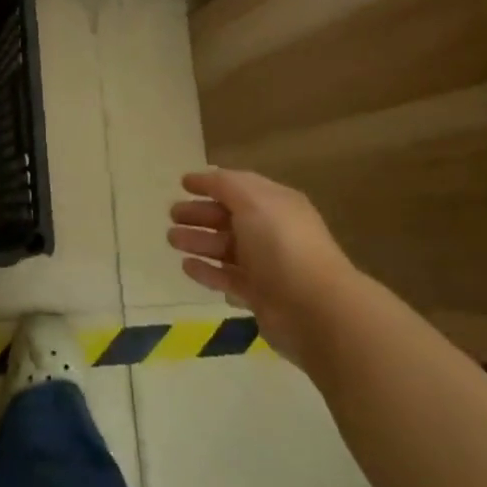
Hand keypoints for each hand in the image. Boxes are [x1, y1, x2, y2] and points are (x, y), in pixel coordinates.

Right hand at [167, 167, 355, 365]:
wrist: (315, 309)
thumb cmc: (282, 244)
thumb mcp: (252, 200)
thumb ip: (224, 185)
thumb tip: (205, 177)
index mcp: (275, 204)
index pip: (238, 187)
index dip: (211, 184)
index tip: (182, 184)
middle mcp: (271, 231)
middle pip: (229, 217)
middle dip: (200, 214)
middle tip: (172, 214)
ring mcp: (267, 266)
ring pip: (225, 248)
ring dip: (198, 241)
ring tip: (171, 240)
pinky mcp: (260, 297)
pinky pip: (228, 278)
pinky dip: (208, 272)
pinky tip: (187, 267)